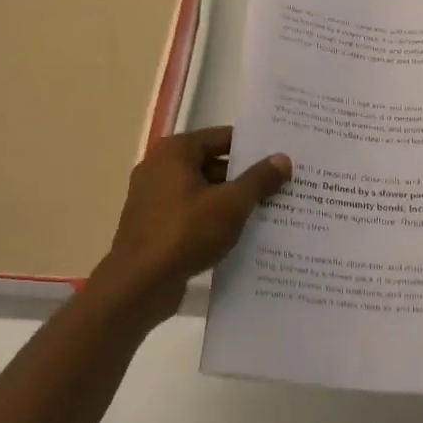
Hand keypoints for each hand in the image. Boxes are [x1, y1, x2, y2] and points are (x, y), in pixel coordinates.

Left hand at [95, 127, 291, 321]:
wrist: (139, 285)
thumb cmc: (186, 233)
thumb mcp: (231, 204)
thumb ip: (258, 179)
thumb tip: (283, 159)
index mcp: (175, 152)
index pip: (222, 137)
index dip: (253, 147)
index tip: (280, 157)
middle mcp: (160, 168)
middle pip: (212, 164)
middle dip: (245, 177)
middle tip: (282, 186)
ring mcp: (153, 198)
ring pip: (203, 192)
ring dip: (231, 202)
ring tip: (270, 211)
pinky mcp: (154, 226)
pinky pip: (191, 214)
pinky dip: (213, 220)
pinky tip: (240, 235)